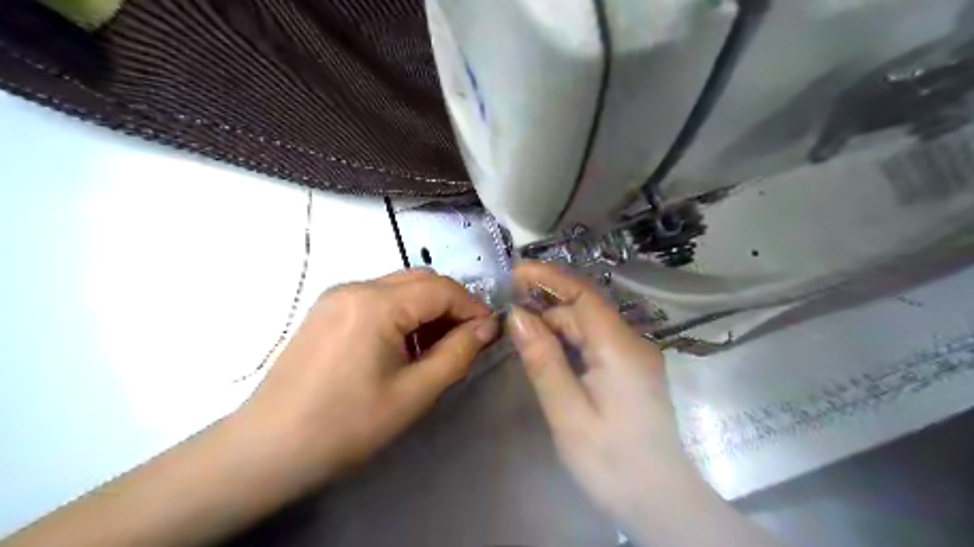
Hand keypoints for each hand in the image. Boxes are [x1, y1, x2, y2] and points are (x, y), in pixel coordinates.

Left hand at [236, 269, 495, 487]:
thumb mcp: (414, 394)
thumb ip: (456, 354)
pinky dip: (402, 313)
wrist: (267, 448)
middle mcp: (356, 286)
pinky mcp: (327, 310)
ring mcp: (337, 296)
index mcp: (376, 304)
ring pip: (399, 287)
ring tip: (436, 346)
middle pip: (420, 280)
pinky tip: (403, 345)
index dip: (472, 307)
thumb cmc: (346, 425)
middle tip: (466, 339)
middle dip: (451, 304)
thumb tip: (487, 327)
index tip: (490, 333)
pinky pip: (377, 298)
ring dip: (427, 308)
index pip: (441, 289)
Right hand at [505, 264, 686, 529]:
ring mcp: (634, 357)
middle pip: (584, 311)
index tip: (515, 272)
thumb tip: (517, 316)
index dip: (549, 278)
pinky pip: (595, 344)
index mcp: (620, 349)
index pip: (583, 296)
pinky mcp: (631, 371)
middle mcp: (632, 344)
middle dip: (546, 307)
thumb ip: (543, 361)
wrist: (660, 503)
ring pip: (589, 327)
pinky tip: (548, 353)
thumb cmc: (612, 462)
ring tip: (520, 335)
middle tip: (508, 317)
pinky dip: (568, 342)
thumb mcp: (569, 413)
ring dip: (555, 326)